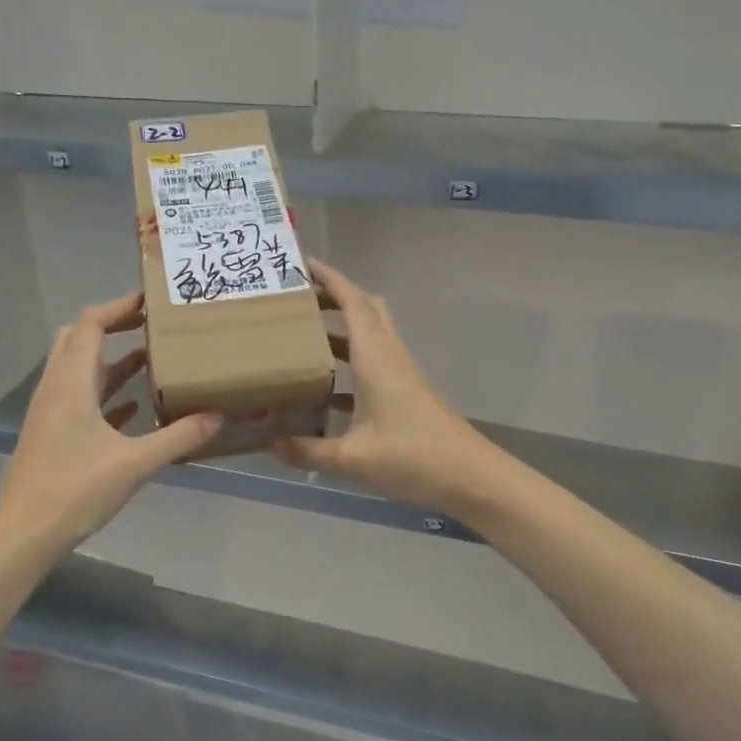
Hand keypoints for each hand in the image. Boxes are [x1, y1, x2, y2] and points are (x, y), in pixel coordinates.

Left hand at [0, 292, 221, 551]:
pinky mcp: (53, 434)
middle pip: (79, 339)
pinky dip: (106, 393)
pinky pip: (81, 399)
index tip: (151, 300)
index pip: (90, 325)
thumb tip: (218, 416)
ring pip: (81, 370)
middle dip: (113, 325)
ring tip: (153, 357)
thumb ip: (178, 437)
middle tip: (151, 323)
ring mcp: (52, 412)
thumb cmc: (75, 490)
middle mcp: (57, 388)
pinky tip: (135, 408)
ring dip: (112, 359)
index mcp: (72, 383)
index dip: (118, 306)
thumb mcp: (135, 463)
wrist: (24, 534)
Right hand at [274, 262, 498, 513]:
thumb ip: (308, 450)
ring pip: (370, 334)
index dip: (328, 278)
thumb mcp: (352, 459)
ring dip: (341, 327)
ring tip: (302, 334)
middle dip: (333, 296)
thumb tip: (271, 444)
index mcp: (375, 358)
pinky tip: (326, 387)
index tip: (299, 263)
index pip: (352, 302)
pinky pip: (373, 361)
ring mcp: (401, 373)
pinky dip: (350, 360)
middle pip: (364, 308)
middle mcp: (389, 356)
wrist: (470, 477)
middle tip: (297, 299)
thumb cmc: (413, 458)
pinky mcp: (406, 392)